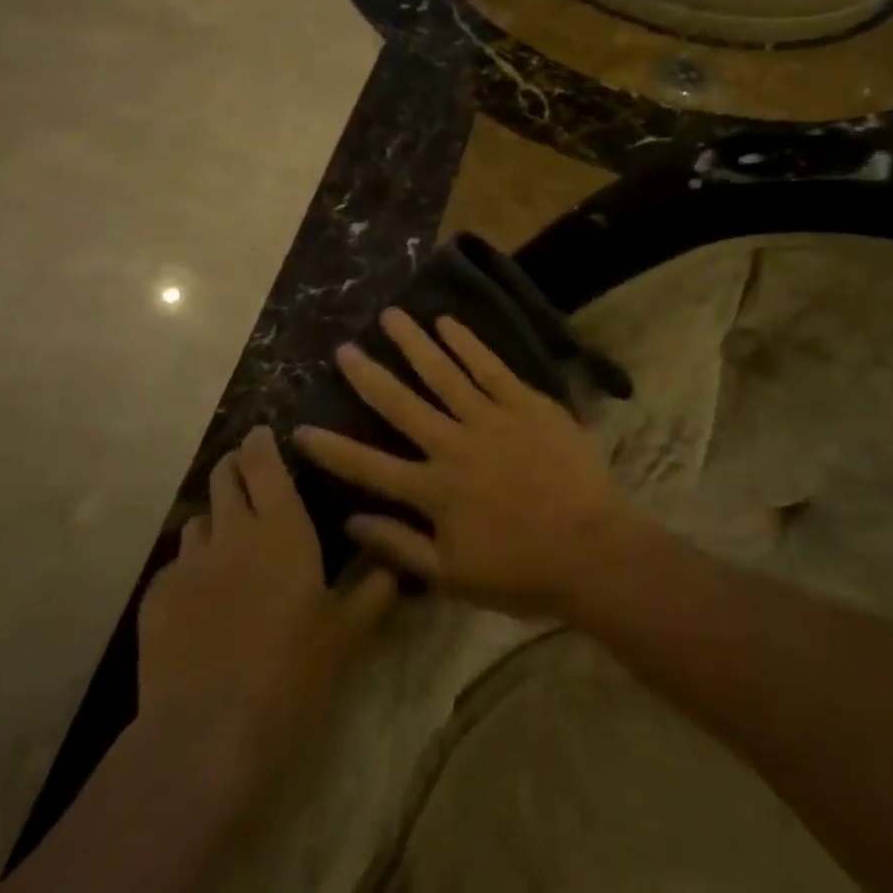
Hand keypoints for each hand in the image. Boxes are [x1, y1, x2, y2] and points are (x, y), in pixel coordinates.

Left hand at [137, 426, 396, 796]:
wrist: (207, 734)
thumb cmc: (291, 673)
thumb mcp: (346, 634)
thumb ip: (374, 590)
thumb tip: (395, 563)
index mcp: (281, 527)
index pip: (264, 462)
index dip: (261, 442)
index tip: (263, 435)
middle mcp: (231, 531)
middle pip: (224, 477)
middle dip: (234, 467)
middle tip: (246, 476)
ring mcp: (188, 563)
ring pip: (197, 520)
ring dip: (213, 519)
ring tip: (225, 542)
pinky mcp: (156, 597)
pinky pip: (175, 567)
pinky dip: (190, 570)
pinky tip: (199, 601)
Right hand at [292, 309, 633, 617]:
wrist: (593, 549)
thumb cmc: (522, 571)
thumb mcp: (453, 576)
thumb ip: (400, 545)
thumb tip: (350, 520)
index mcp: (433, 490)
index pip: (368, 467)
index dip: (331, 449)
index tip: (300, 429)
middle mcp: (452, 445)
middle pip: (401, 404)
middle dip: (368, 375)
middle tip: (343, 348)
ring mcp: (490, 418)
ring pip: (442, 373)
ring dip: (413, 343)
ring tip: (390, 316)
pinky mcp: (525, 403)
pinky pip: (490, 367)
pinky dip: (467, 343)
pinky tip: (447, 323)